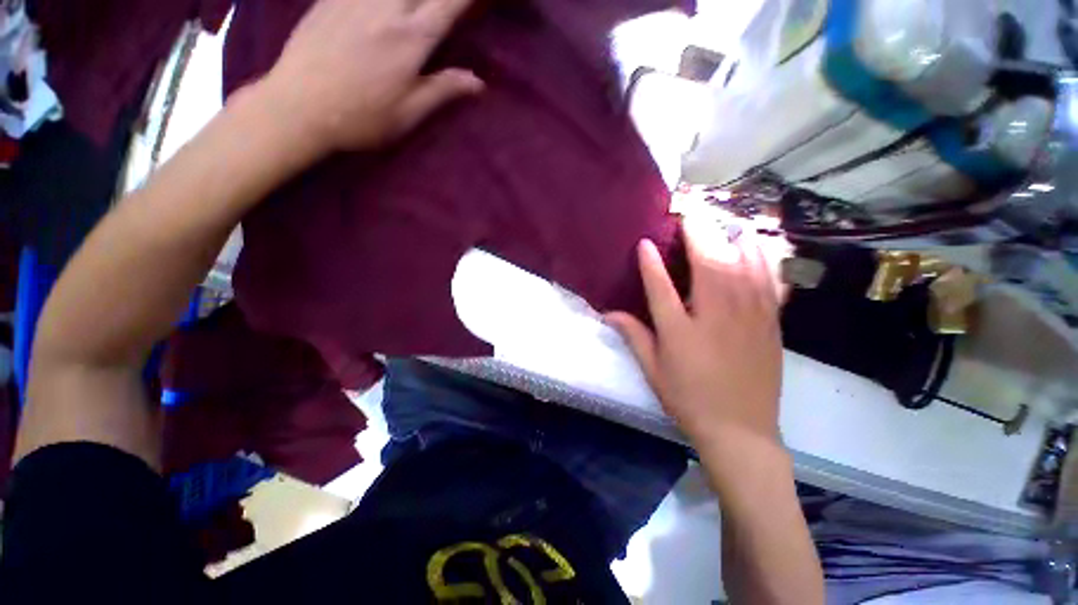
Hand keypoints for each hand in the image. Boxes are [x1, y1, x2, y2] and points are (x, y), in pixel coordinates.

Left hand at [262, 0, 483, 154]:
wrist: (298, 106)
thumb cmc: (361, 118)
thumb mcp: (408, 113)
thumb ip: (443, 90)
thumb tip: (478, 82)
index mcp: (410, 38)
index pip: (448, 4)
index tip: (479, 1)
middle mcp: (386, 7)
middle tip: (443, 9)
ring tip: (414, 10)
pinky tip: (385, 7)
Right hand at [606, 219, 785, 451]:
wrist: (740, 431)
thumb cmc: (689, 400)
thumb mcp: (653, 371)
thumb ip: (633, 336)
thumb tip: (608, 313)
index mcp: (680, 332)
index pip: (661, 288)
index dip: (650, 263)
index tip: (645, 242)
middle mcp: (714, 317)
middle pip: (708, 265)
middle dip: (697, 233)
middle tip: (688, 212)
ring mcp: (748, 318)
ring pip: (743, 266)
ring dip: (731, 238)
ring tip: (722, 220)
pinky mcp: (770, 324)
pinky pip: (769, 282)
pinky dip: (762, 258)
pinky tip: (756, 245)